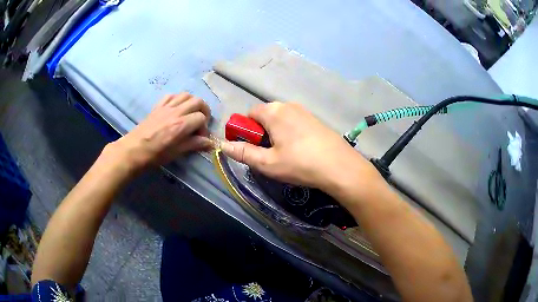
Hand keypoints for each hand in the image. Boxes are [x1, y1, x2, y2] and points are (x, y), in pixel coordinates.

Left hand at [108, 93, 212, 172]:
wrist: (134, 150)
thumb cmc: (155, 155)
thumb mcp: (176, 152)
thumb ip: (194, 144)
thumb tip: (210, 143)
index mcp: (181, 125)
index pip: (201, 118)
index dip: (204, 128)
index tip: (200, 137)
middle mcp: (176, 112)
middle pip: (197, 101)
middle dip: (204, 110)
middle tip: (201, 121)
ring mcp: (166, 107)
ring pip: (186, 95)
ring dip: (192, 102)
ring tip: (191, 113)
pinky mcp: (158, 106)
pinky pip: (171, 95)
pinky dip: (178, 99)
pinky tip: (177, 108)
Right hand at [221, 102, 377, 191]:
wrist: (340, 167)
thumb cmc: (300, 164)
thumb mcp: (267, 162)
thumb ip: (243, 153)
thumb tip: (223, 146)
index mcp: (273, 111)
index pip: (249, 114)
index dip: (245, 130)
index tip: (250, 148)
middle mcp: (288, 105)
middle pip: (265, 115)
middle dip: (261, 132)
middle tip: (267, 154)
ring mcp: (304, 111)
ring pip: (280, 119)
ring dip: (275, 133)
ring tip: (284, 154)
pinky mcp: (316, 119)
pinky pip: (294, 122)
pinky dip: (290, 133)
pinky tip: (299, 150)